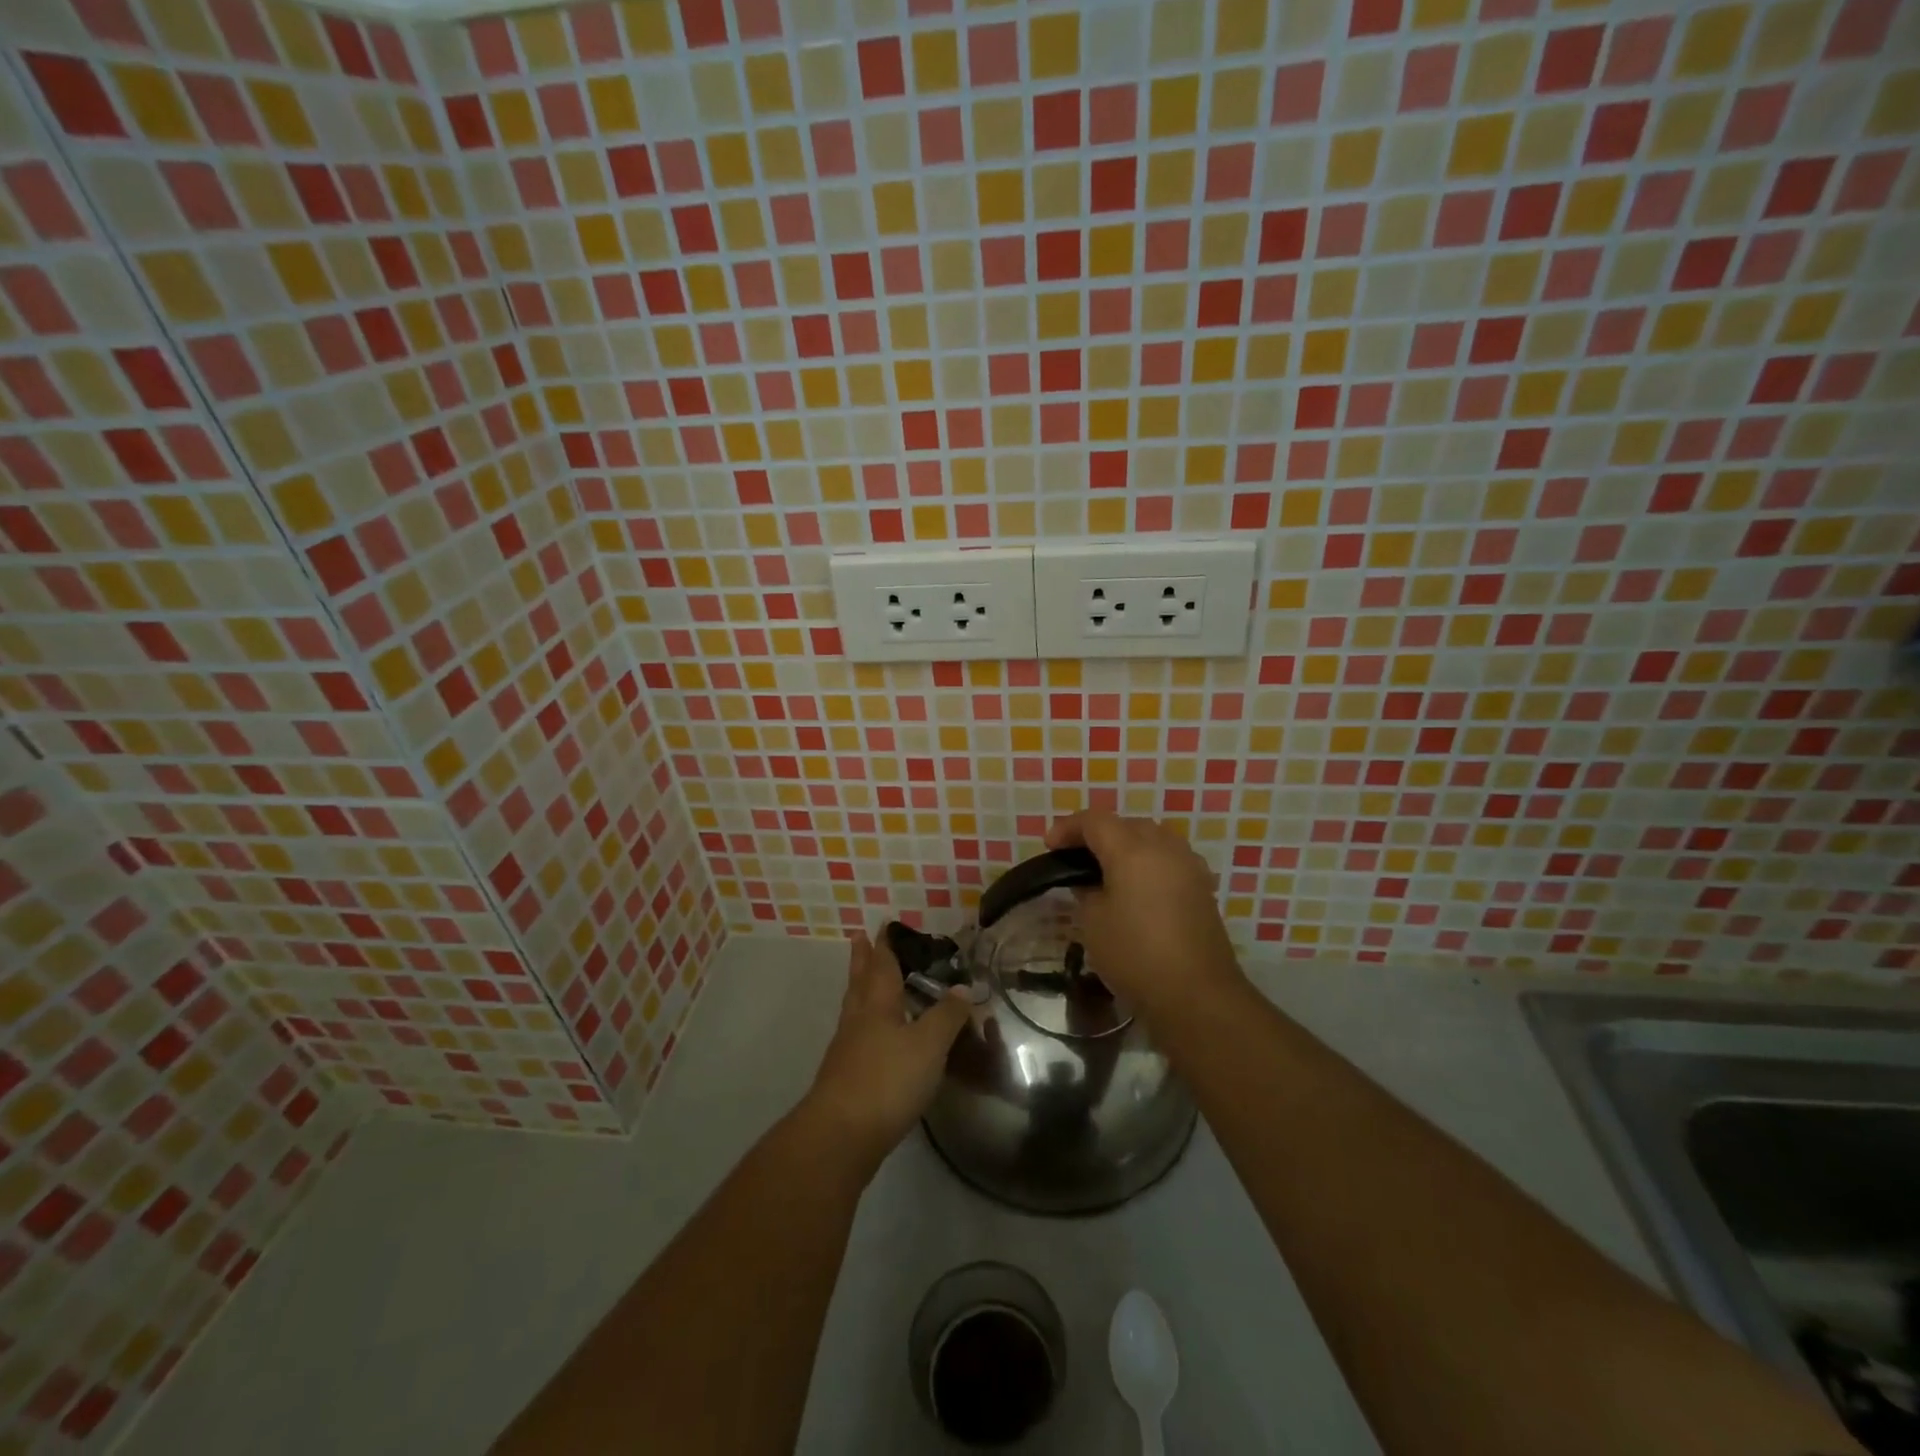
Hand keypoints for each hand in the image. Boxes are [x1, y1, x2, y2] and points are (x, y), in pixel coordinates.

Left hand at [802, 931, 971, 1167]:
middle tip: (859, 938)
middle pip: (860, 981)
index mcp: (877, 1004)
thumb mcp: (928, 1045)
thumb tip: (962, 988)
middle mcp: (859, 1019)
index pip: (882, 965)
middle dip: (863, 959)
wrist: (841, 1135)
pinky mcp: (846, 1077)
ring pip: (855, 1008)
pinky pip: (857, 1036)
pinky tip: (875, 1036)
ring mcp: (848, 1049)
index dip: (885, 945)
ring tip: (866, 981)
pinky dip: (866, 1024)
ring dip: (861, 989)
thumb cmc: (887, 1079)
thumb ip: (947, 1016)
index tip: (882, 925)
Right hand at [1045, 811, 1244, 1019]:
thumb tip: (1089, 881)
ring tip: (1107, 868)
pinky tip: (1138, 886)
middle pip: (1126, 824)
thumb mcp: (1093, 922)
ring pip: (1152, 838)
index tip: (1049, 845)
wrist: (1196, 994)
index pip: (1095, 821)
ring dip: (1126, 845)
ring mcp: (1188, 865)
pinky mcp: (1202, 887)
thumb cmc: (1135, 955)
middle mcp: (1164, 847)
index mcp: (1132, 850)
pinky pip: (1169, 859)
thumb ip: (1086, 891)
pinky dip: (1148, 862)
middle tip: (1075, 856)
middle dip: (1098, 834)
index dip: (1068, 828)